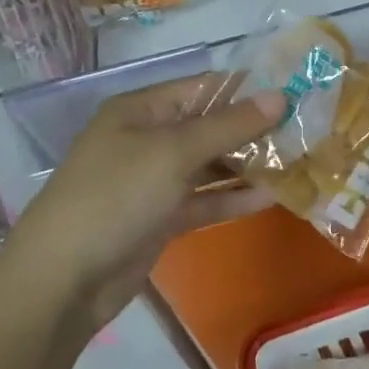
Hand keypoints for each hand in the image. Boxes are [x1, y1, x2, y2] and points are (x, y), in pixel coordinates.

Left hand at [1, 74, 285, 329]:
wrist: (62, 280)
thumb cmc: (116, 196)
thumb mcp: (174, 152)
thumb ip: (230, 125)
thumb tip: (281, 95)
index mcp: (142, 109)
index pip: (205, 88)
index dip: (249, 89)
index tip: (296, 92)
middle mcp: (148, 138)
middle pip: (210, 126)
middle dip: (254, 130)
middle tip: (306, 132)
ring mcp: (154, 180)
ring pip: (210, 165)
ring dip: (248, 165)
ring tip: (298, 163)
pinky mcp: (160, 218)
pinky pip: (204, 200)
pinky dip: (233, 198)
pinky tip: (272, 197)